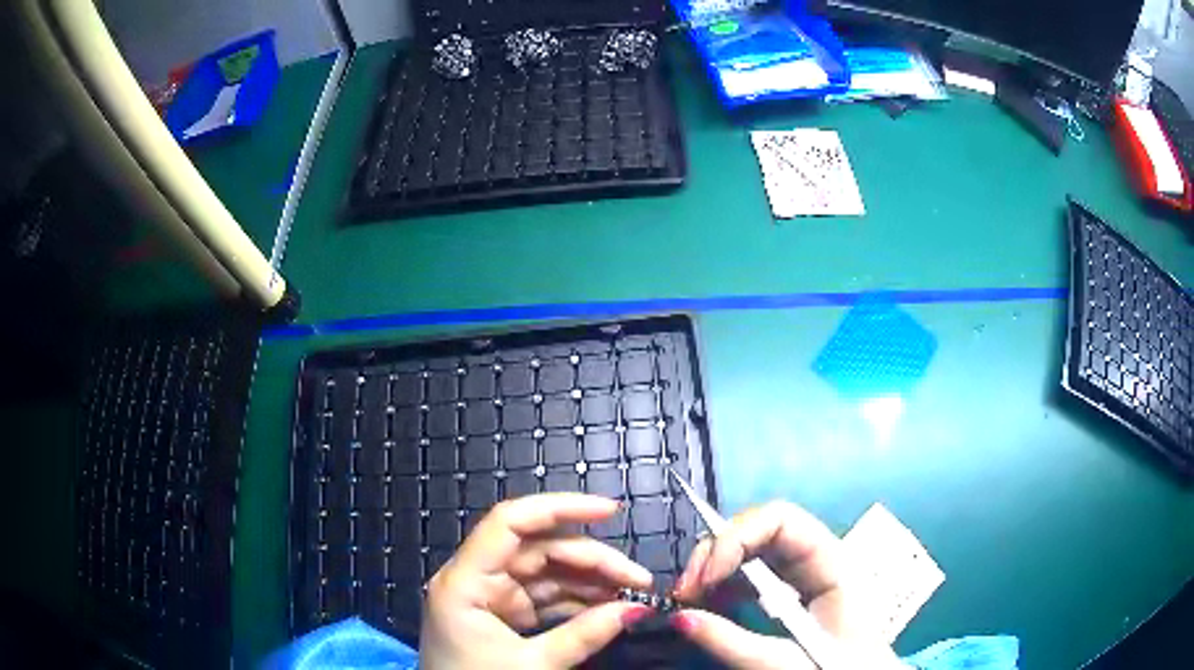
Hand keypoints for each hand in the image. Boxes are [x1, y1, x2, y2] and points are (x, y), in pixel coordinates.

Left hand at [420, 493, 655, 669]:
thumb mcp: (532, 666)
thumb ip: (584, 635)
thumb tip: (636, 609)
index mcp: (464, 581)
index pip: (510, 523)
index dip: (561, 508)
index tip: (612, 510)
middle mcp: (475, 578)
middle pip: (537, 549)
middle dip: (591, 559)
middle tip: (639, 579)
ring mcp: (490, 596)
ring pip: (546, 572)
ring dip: (590, 580)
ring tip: (632, 593)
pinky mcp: (503, 613)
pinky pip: (545, 596)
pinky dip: (577, 600)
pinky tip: (609, 607)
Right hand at [671, 501, 900, 668]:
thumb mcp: (787, 662)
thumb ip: (734, 643)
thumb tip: (680, 616)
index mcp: (833, 563)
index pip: (781, 520)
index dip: (737, 537)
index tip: (705, 578)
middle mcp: (817, 559)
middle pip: (759, 529)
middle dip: (716, 552)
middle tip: (685, 591)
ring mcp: (802, 575)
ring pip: (750, 550)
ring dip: (714, 568)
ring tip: (689, 599)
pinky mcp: (790, 593)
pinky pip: (750, 576)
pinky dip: (722, 586)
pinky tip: (707, 605)